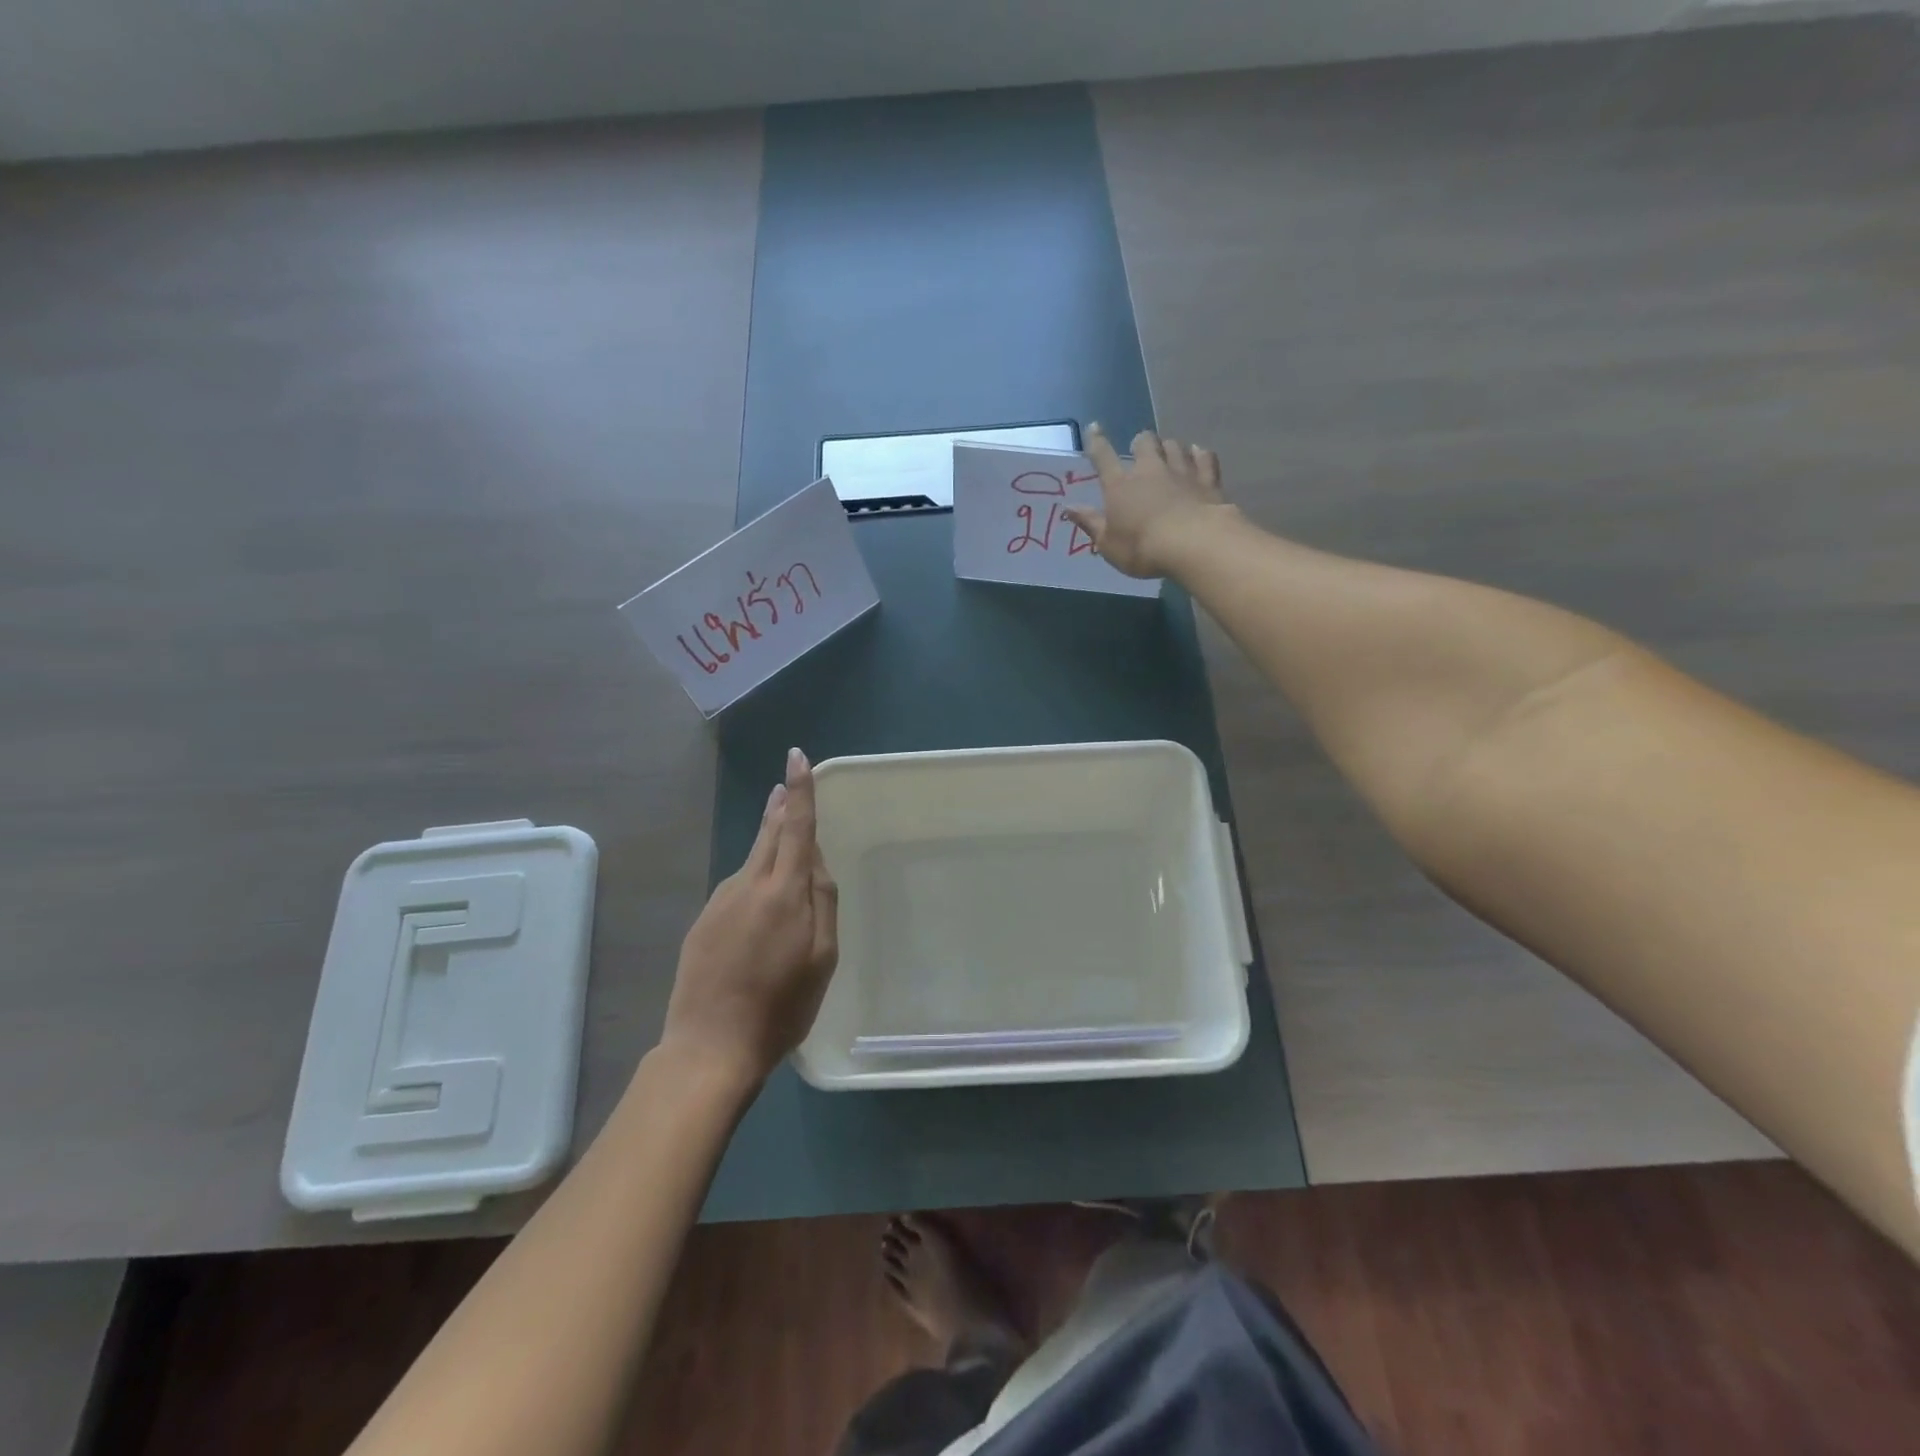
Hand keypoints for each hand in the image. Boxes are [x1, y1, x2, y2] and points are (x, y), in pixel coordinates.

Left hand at [661, 747, 838, 1085]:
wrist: (709, 1047)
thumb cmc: (780, 1007)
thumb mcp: (822, 959)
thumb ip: (823, 902)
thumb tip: (816, 861)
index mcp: (783, 892)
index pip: (796, 827)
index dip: (800, 791)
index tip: (796, 756)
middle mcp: (748, 885)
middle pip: (768, 834)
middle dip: (780, 807)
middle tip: (785, 786)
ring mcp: (719, 902)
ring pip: (751, 861)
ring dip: (768, 845)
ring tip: (783, 846)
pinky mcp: (702, 922)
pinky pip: (736, 889)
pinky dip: (753, 882)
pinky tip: (759, 907)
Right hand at [1063, 423, 1234, 578]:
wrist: (1193, 544)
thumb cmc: (1142, 549)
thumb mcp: (1108, 544)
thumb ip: (1090, 523)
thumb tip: (1068, 508)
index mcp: (1120, 486)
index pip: (1104, 457)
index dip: (1097, 441)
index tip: (1094, 427)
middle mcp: (1150, 470)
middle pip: (1145, 442)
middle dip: (1141, 442)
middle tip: (1140, 450)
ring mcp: (1181, 471)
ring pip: (1174, 445)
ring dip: (1168, 447)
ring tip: (1168, 453)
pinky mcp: (1207, 479)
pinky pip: (1204, 457)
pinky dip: (1199, 454)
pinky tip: (1198, 454)